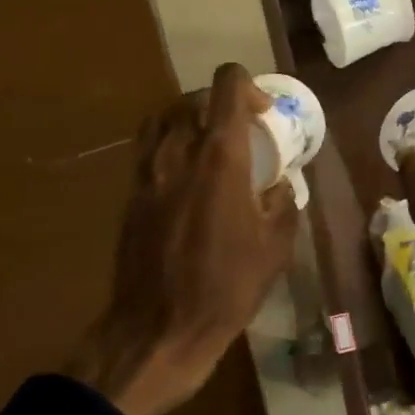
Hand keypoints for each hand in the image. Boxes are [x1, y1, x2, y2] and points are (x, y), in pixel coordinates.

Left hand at [68, 63, 299, 414]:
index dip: (248, 86)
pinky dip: (168, 143)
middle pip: (194, 97)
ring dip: (189, 118)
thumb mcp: (275, 248)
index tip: (263, 114)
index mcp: (221, 157)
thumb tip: (279, 186)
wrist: (159, 327)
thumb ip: (283, 205)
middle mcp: (180, 151)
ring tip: (207, 143)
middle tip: (239, 130)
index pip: (227, 86)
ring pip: (164, 116)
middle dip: (220, 102)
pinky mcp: (131, 192)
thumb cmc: (226, 287)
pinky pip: (148, 147)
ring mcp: (149, 170)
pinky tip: (184, 173)